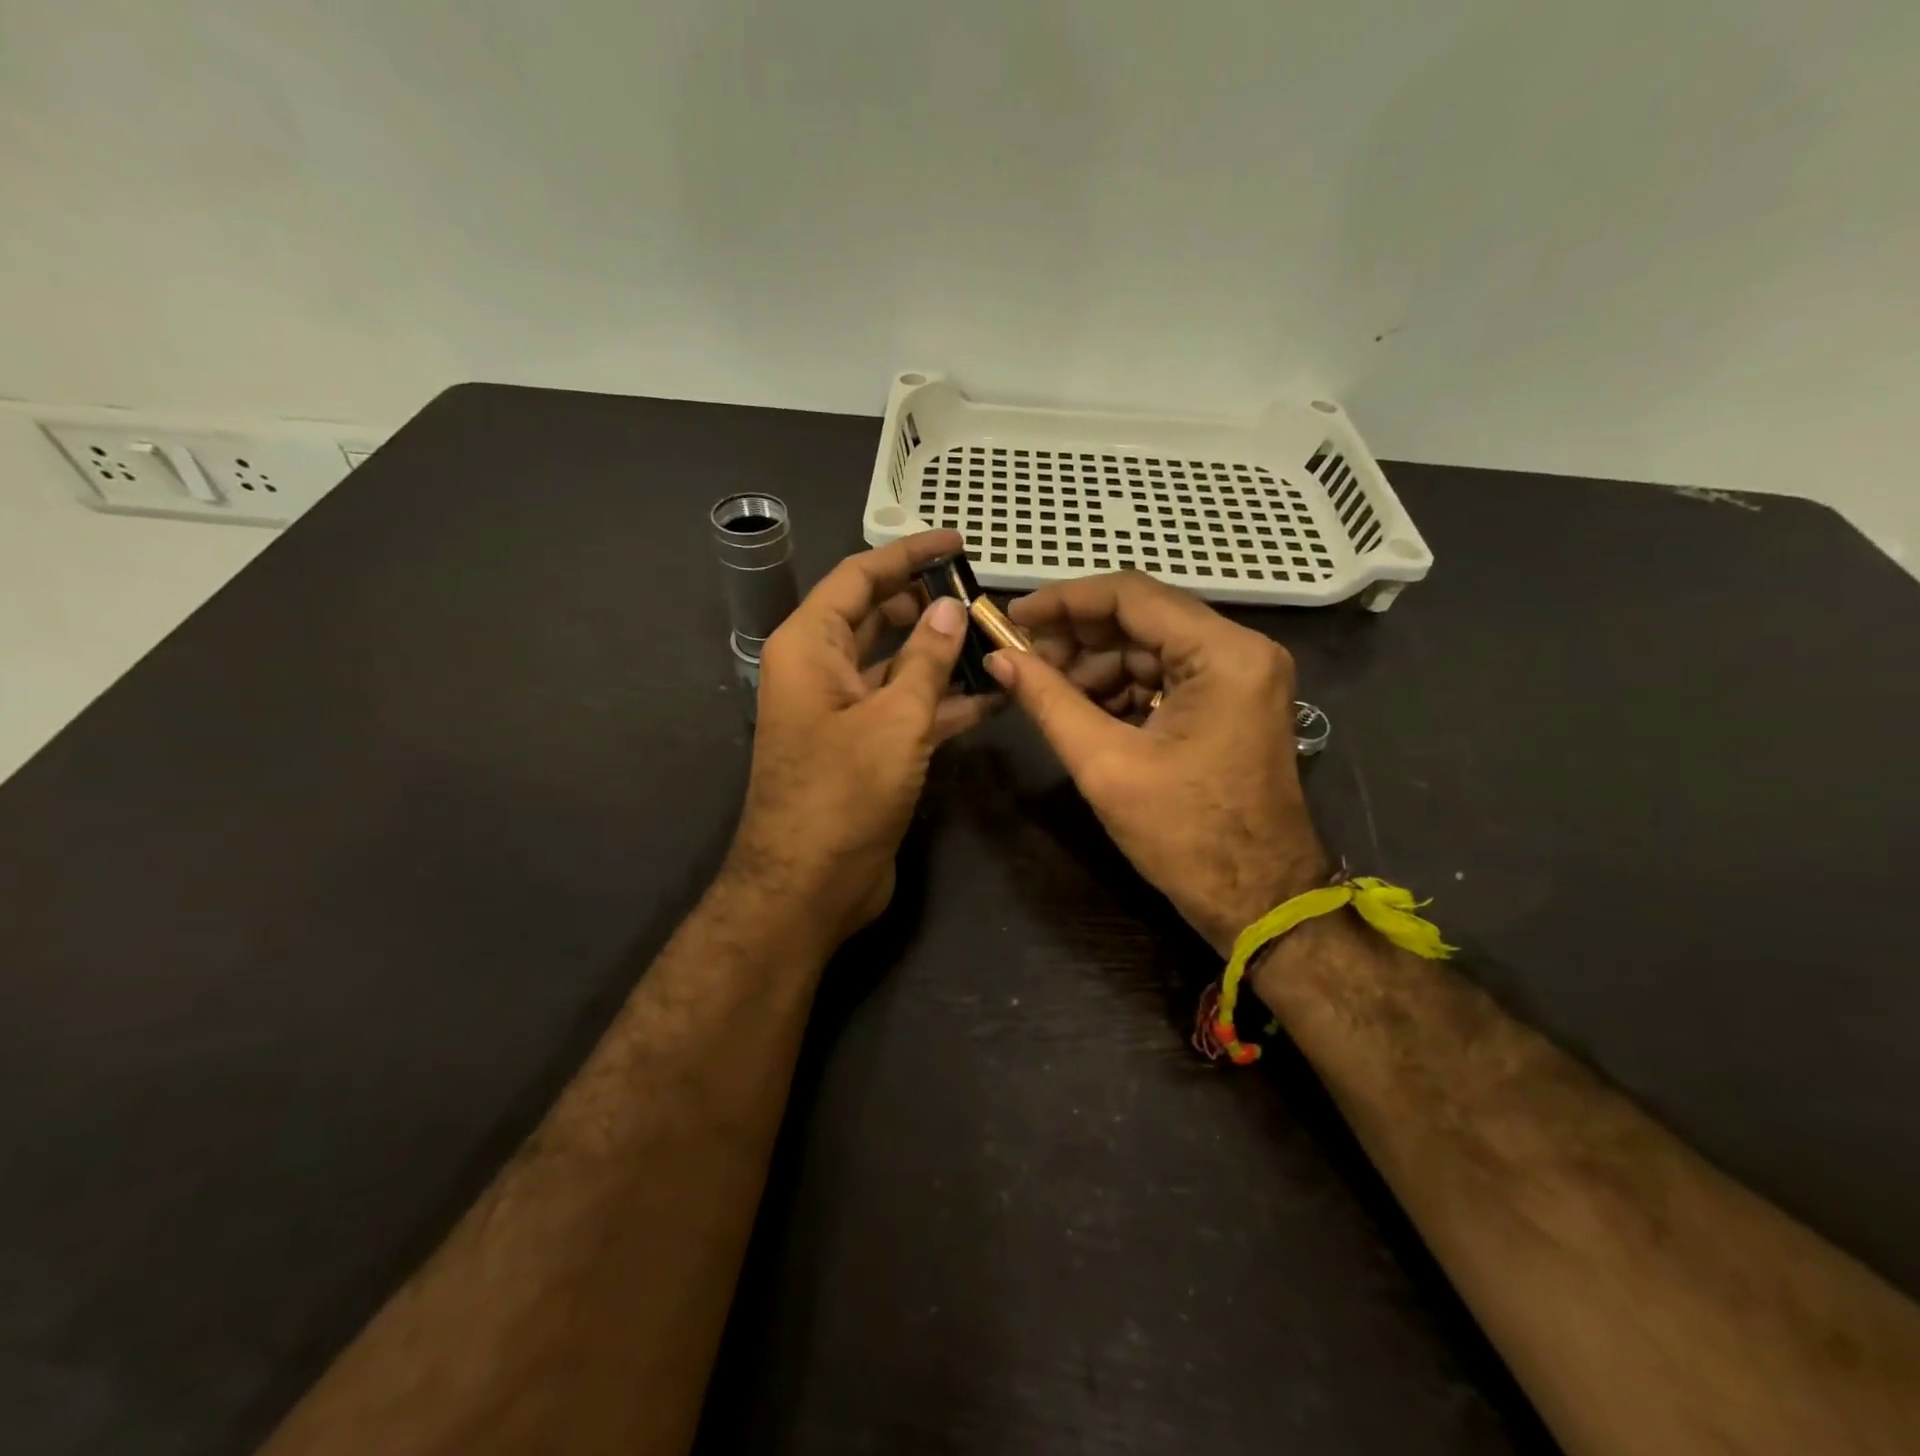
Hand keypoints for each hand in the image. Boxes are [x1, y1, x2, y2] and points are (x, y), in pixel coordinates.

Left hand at [725, 531, 995, 946]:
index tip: (957, 542)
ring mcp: (845, 712)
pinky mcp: (868, 749)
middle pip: (879, 618)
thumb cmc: (843, 794)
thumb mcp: (894, 719)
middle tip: (984, 595)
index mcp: (810, 647)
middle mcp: (822, 671)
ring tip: (1000, 641)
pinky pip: (908, 709)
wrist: (809, 887)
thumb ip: (926, 660)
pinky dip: (946, 701)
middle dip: (929, 604)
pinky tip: (996, 695)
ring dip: (944, 655)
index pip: (860, 578)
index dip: (907, 555)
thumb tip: (950, 608)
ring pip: (899, 665)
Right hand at [988, 573, 1327, 955]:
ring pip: (1150, 648)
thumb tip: (998, 659)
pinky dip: (1121, 689)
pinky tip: (1082, 711)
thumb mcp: (1106, 764)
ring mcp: (1240, 676)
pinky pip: (1165, 677)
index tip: (1014, 615)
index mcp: (1223, 654)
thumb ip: (1048, 701)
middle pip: (1142, 618)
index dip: (1065, 600)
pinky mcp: (1231, 701)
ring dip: (1095, 666)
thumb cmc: (1185, 835)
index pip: (1132, 595)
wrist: (1258, 900)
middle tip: (1022, 659)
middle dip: (1078, 638)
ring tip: (1047, 693)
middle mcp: (1240, 650)